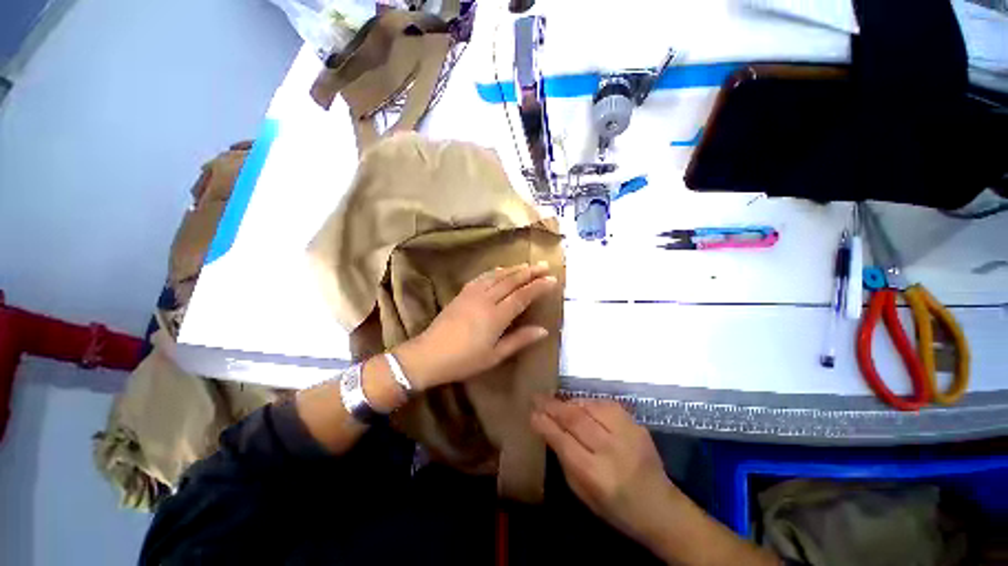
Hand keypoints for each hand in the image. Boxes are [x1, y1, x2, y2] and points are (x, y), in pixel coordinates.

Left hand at [394, 262, 557, 389]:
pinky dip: (495, 271)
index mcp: (496, 316)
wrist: (428, 355)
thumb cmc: (464, 360)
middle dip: (530, 272)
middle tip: (544, 265)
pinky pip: (482, 277)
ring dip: (514, 269)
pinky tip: (500, 270)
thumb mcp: (495, 355)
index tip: (552, 279)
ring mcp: (472, 294)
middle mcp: (486, 299)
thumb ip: (519, 340)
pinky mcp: (462, 293)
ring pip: (497, 275)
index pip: (522, 295)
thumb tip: (543, 330)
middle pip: (511, 280)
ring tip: (527, 265)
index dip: (538, 286)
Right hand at [531, 398, 682, 544]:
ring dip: (570, 402)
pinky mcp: (637, 425)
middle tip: (537, 397)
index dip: (545, 424)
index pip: (563, 440)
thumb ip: (565, 459)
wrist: (661, 508)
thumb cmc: (616, 508)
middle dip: (553, 405)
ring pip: (590, 406)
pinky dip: (589, 402)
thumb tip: (549, 429)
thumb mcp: (583, 493)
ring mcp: (627, 434)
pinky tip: (581, 405)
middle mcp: (611, 450)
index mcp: (595, 474)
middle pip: (575, 418)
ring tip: (558, 402)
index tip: (532, 412)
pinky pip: (607, 404)